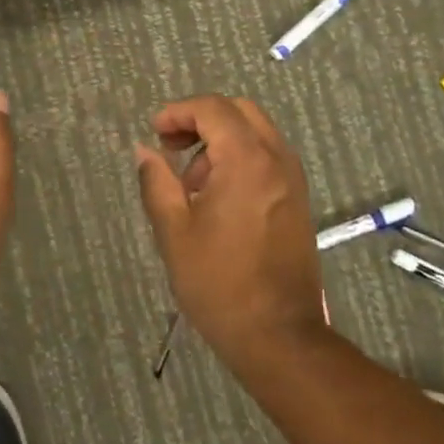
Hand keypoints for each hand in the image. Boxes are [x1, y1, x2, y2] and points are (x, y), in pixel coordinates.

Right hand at [134, 96, 327, 362]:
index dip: (179, 112)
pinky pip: (268, 157)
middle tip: (172, 148)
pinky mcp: (298, 199)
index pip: (213, 108)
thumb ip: (156, 182)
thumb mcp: (174, 231)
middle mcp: (277, 158)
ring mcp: (293, 178)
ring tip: (192, 184)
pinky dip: (241, 158)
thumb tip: (144, 150)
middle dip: (202, 120)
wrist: (279, 335)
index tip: (155, 133)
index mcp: (247, 159)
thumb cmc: (219, 283)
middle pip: (239, 112)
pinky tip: (218, 197)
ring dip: (221, 141)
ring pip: (256, 132)